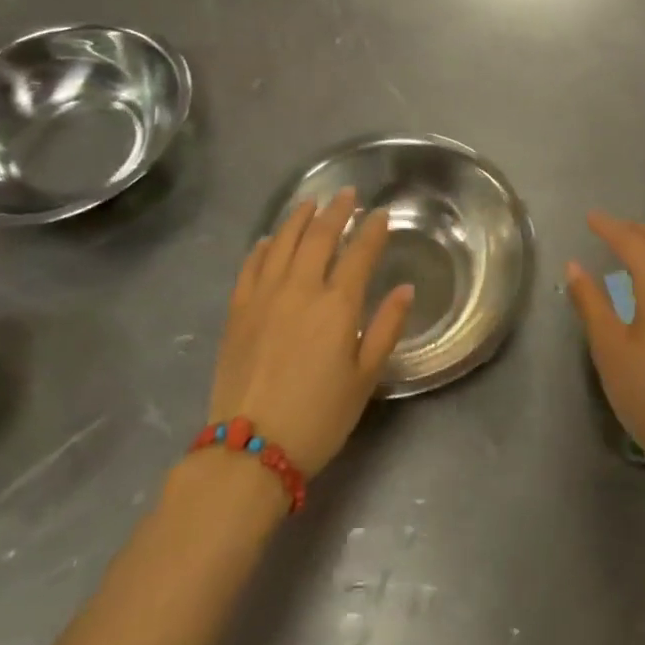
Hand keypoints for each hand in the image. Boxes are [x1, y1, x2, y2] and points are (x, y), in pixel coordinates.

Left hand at [207, 189, 412, 475]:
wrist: (250, 450)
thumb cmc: (318, 417)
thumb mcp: (365, 378)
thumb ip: (386, 328)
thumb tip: (406, 288)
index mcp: (337, 304)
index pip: (360, 253)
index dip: (373, 230)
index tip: (381, 214)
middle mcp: (300, 288)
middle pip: (319, 236)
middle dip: (336, 211)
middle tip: (347, 194)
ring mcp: (264, 296)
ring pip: (283, 242)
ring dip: (299, 217)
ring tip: (311, 202)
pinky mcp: (238, 310)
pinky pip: (251, 265)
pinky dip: (264, 246)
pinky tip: (270, 238)